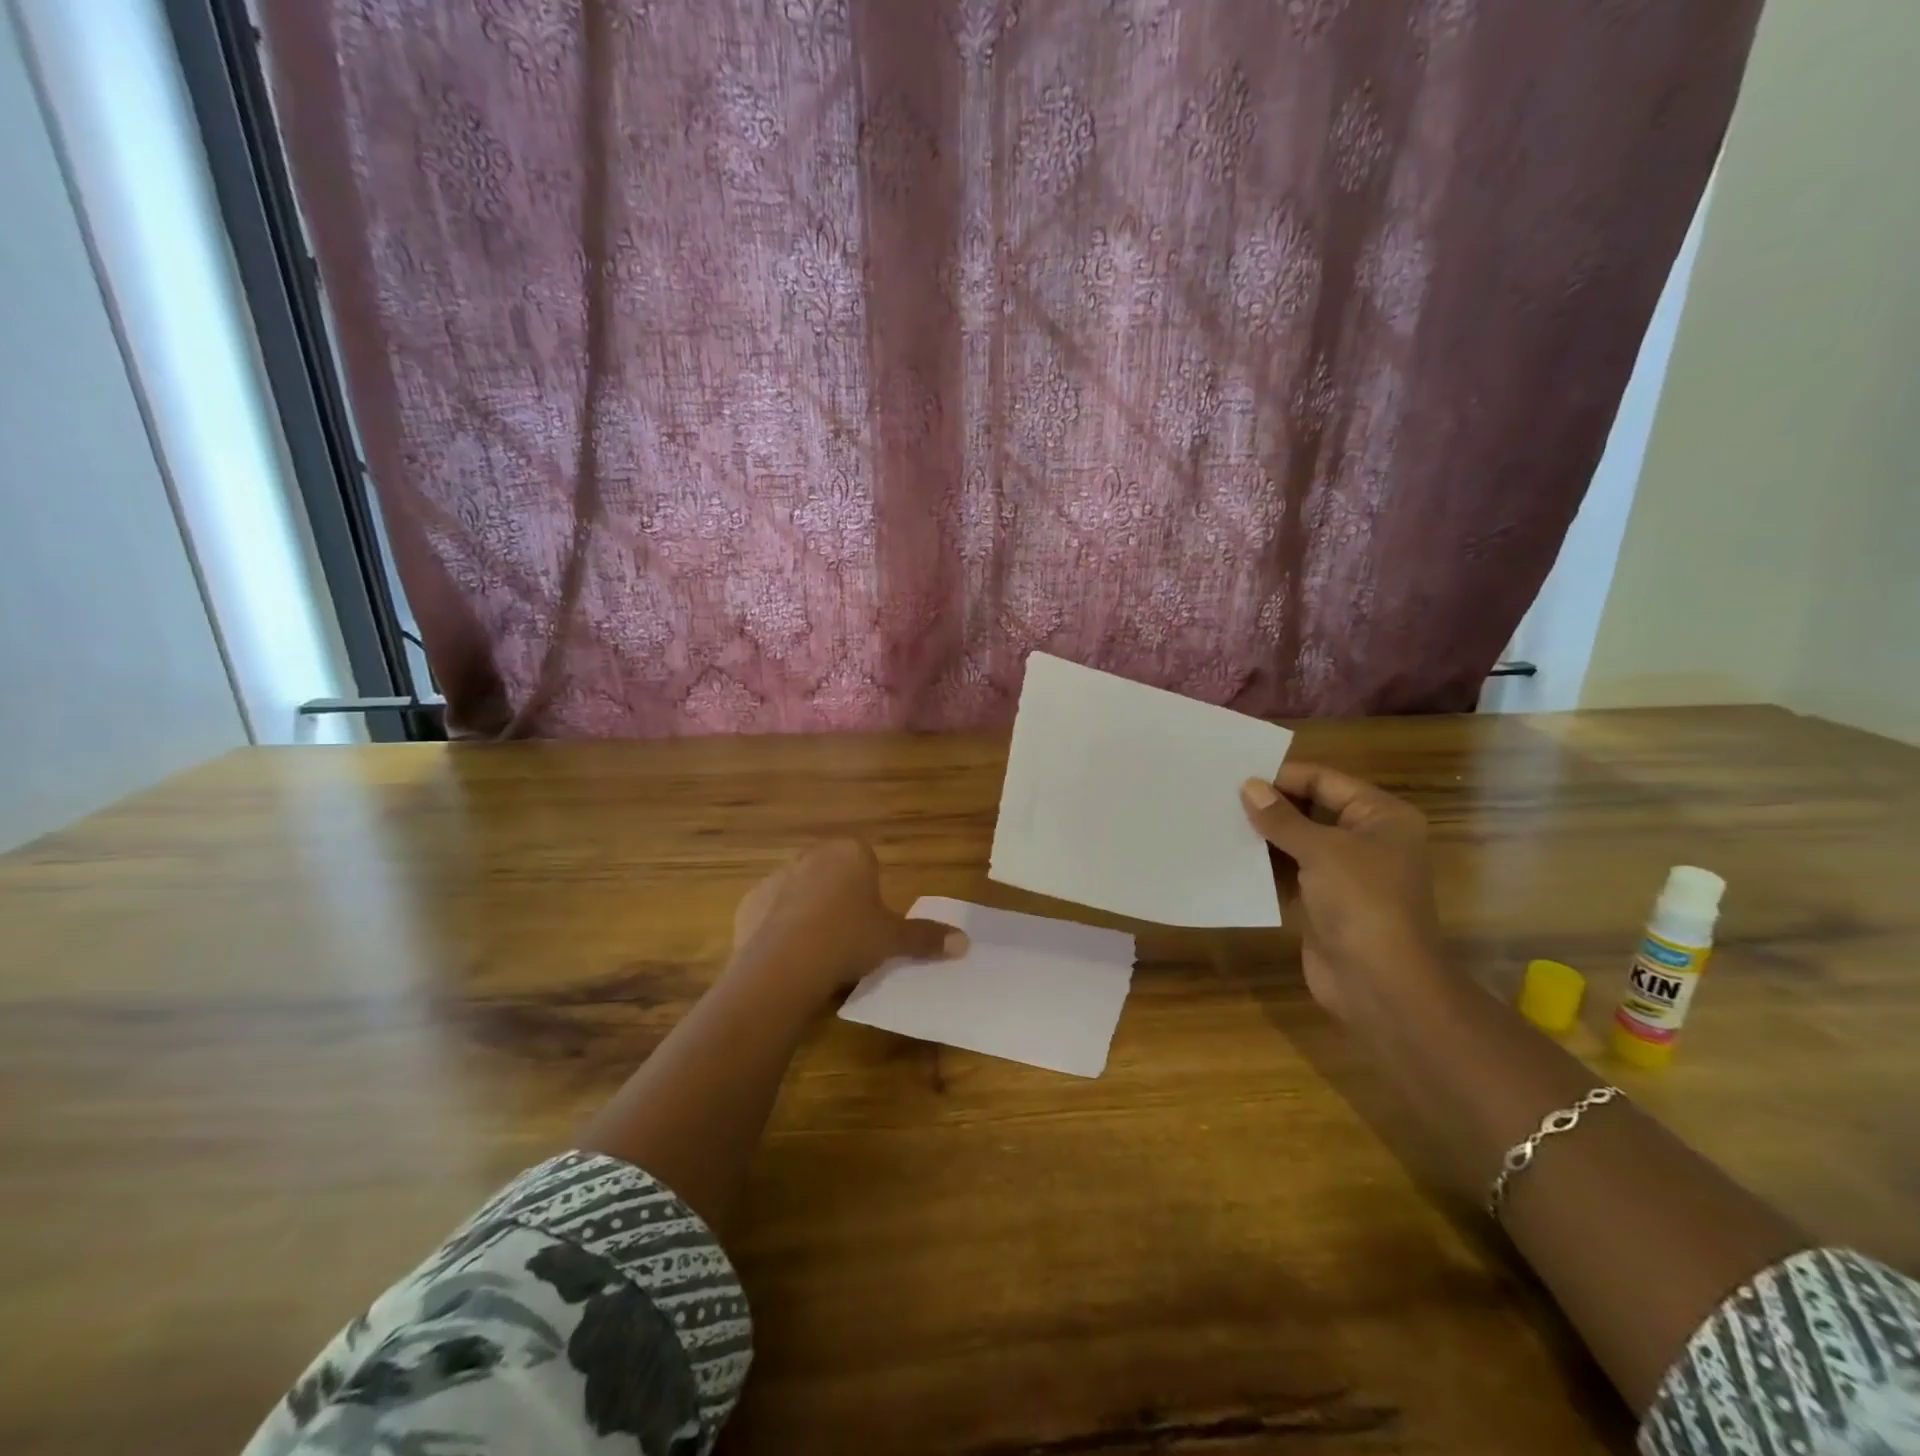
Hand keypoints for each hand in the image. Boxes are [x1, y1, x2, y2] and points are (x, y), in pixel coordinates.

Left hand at [729, 839, 965, 1005]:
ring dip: (807, 911)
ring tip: (817, 950)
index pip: (866, 859)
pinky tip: (788, 957)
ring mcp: (777, 876)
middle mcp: (813, 855)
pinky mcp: (750, 903)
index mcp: (850, 853)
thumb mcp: (893, 940)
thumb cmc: (849, 939)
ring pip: (800, 891)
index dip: (870, 889)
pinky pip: (771, 913)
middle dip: (839, 896)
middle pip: (832, 872)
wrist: (786, 963)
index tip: (871, 919)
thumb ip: (926, 937)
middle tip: (849, 935)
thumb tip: (965, 942)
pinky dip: (778, 929)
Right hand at [1239, 762, 1454, 1028]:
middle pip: (1310, 808)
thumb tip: (1249, 786)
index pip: (1325, 780)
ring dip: (1263, 835)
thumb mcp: (1321, 851)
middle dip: (1270, 804)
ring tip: (1217, 819)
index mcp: (1381, 817)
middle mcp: (1366, 839)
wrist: (1381, 985)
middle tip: (1220, 794)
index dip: (1283, 776)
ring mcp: (1345, 874)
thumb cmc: (1362, 903)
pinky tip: (1229, 855)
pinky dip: (1263, 865)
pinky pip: (1289, 873)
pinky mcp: (1322, 902)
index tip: (1237, 774)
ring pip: (1296, 842)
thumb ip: (1282, 818)